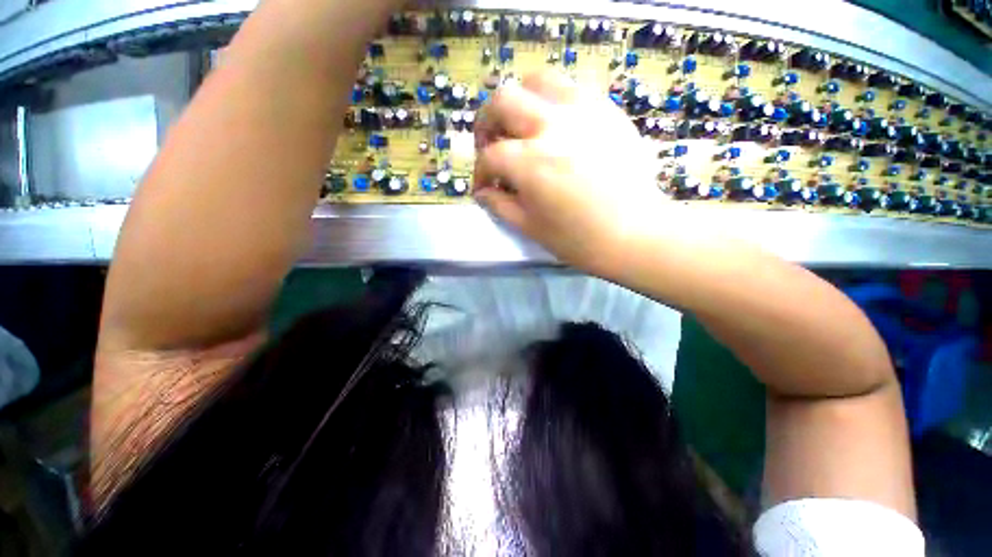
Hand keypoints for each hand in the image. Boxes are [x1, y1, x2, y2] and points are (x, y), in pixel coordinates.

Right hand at [473, 71, 670, 275]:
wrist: (634, 233)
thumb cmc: (579, 239)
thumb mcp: (530, 227)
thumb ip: (500, 205)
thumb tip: (483, 192)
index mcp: (530, 162)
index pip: (490, 157)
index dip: (480, 173)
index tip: (484, 187)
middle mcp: (551, 125)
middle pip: (503, 101)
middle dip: (487, 123)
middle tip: (491, 144)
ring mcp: (582, 111)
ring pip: (537, 81)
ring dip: (519, 102)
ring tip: (520, 126)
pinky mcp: (606, 110)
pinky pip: (570, 89)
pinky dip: (551, 102)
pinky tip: (553, 126)